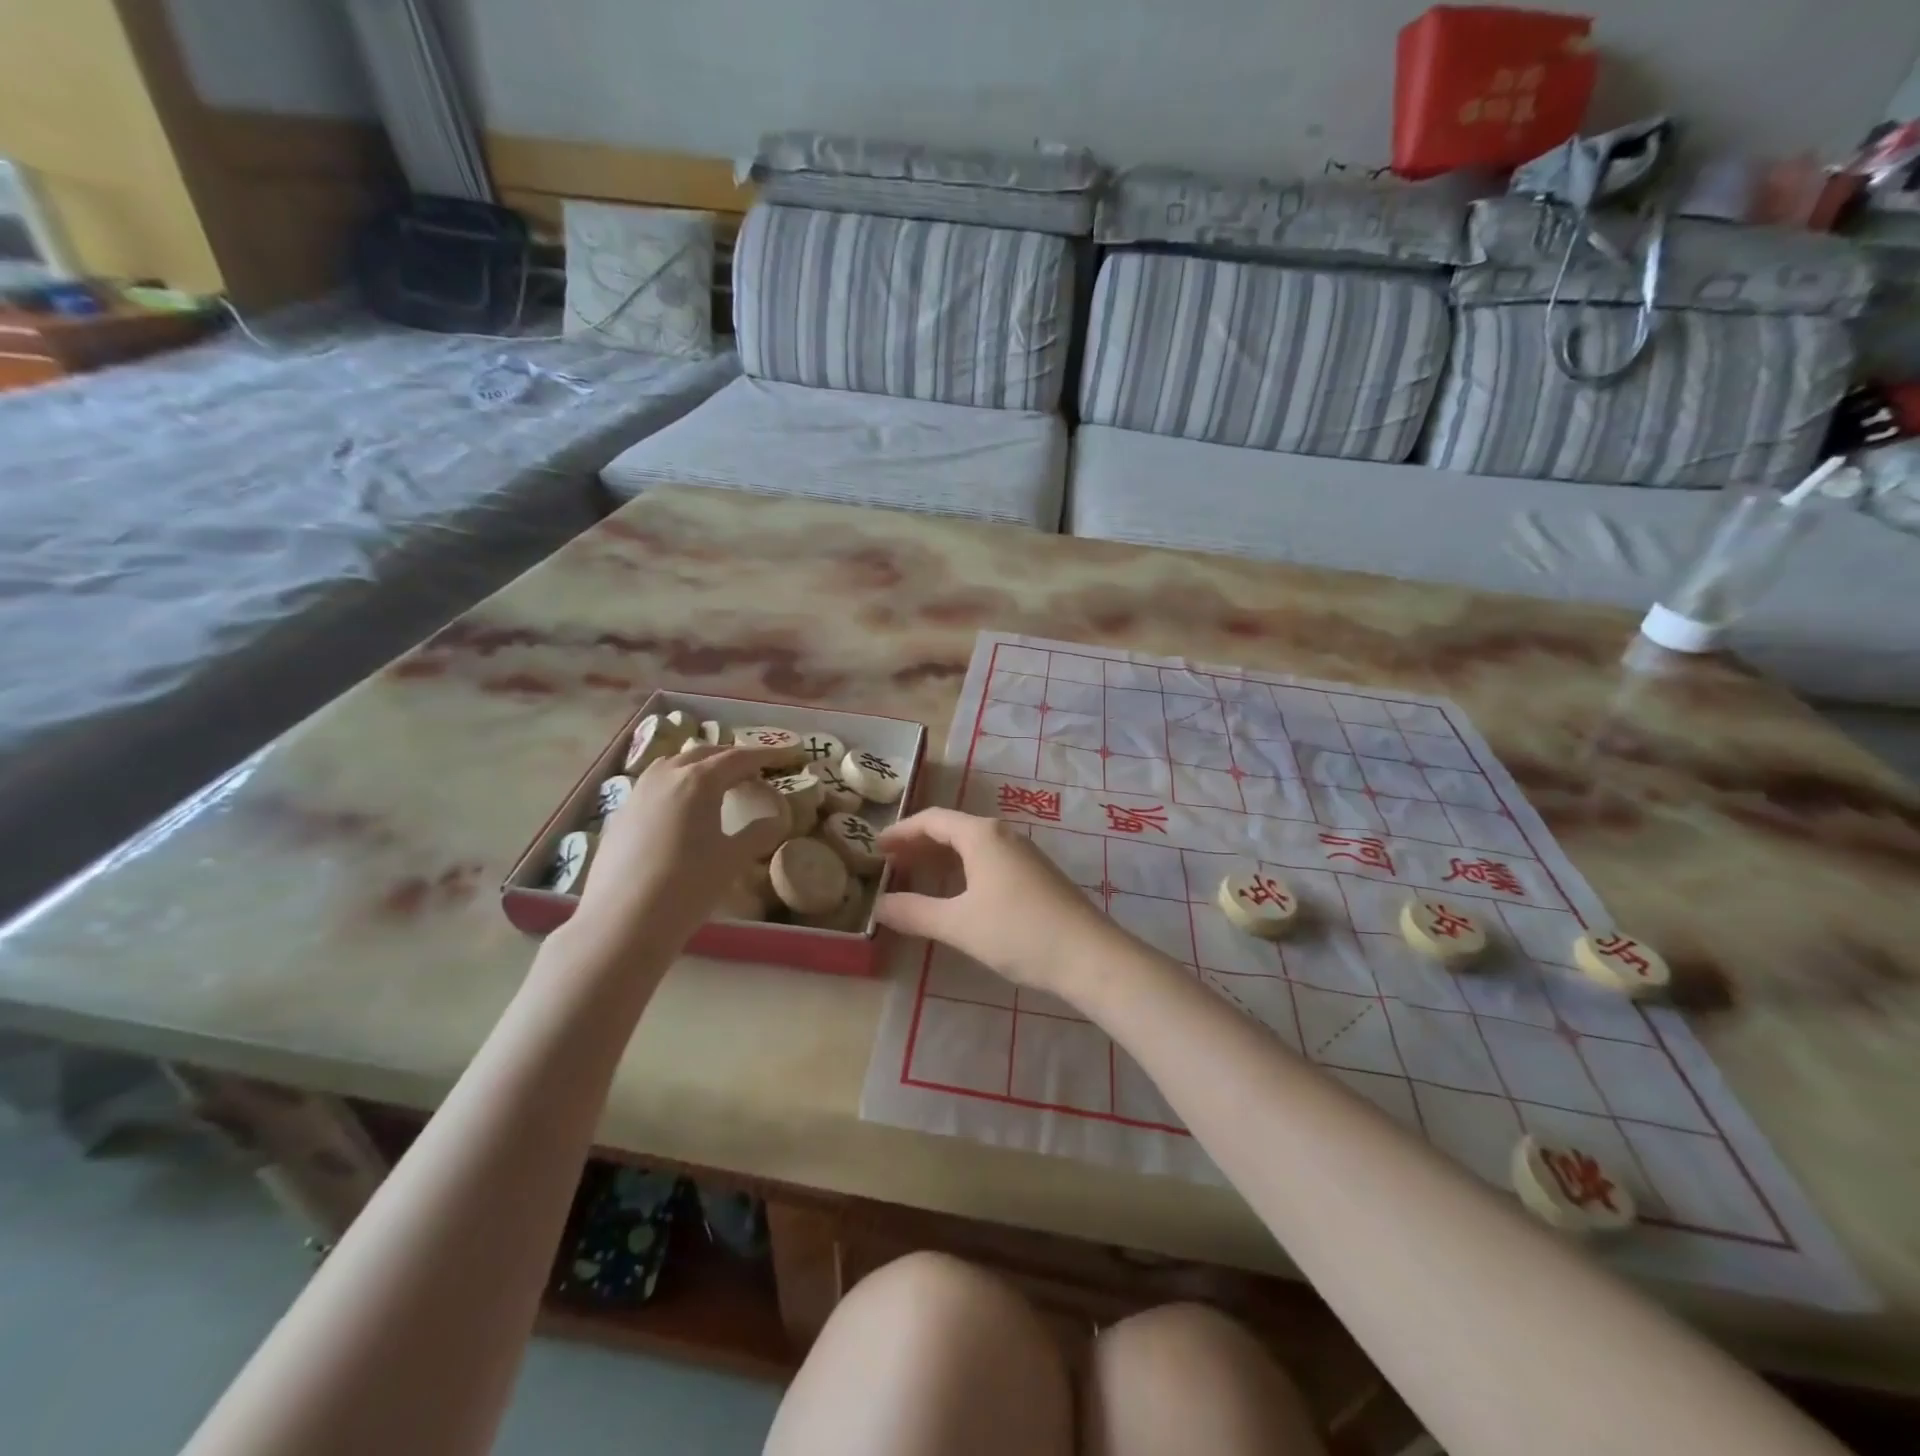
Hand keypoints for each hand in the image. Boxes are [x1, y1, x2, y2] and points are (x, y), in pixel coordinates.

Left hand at [575, 744, 789, 944]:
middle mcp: (666, 776)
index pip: (739, 757)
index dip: (766, 754)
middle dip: (732, 758)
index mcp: (698, 780)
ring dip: (701, 766)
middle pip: (705, 754)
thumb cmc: (687, 886)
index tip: (789, 755)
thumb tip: (777, 818)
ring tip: (719, 784)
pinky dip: (678, 785)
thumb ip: (759, 833)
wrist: (622, 922)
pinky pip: (655, 785)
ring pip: (674, 765)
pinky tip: (683, 811)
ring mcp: (638, 793)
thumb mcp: (733, 859)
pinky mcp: (620, 814)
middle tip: (755, 771)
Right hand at [875, 808, 1130, 1001]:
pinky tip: (957, 893)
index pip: (933, 819)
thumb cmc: (1018, 933)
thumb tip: (879, 906)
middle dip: (920, 843)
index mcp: (982, 835)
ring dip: (942, 857)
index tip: (876, 847)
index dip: (902, 831)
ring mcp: (1024, 854)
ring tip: (916, 876)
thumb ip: (915, 913)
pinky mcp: (1036, 875)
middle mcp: (1003, 835)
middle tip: (890, 863)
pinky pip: (989, 860)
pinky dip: (963, 868)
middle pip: (953, 829)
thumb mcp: (958, 924)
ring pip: (973, 845)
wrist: (1089, 956)